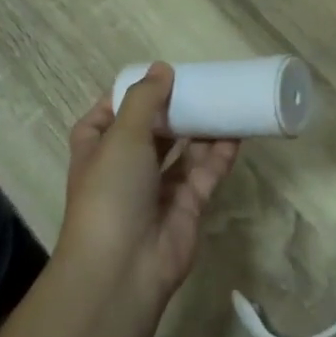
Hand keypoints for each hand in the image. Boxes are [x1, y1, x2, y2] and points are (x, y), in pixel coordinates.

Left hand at [54, 64, 238, 311]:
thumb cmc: (111, 192)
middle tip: (204, 83)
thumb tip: (161, 68)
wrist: (123, 268)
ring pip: (182, 151)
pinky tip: (238, 133)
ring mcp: (156, 188)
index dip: (131, 95)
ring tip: (226, 100)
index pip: (109, 114)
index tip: (160, 76)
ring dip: (201, 128)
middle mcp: (125, 166)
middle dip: (175, 109)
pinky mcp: (186, 206)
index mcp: (97, 148)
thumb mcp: (122, 136)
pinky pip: (205, 173)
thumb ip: (144, 100)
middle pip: (153, 130)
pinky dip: (219, 154)